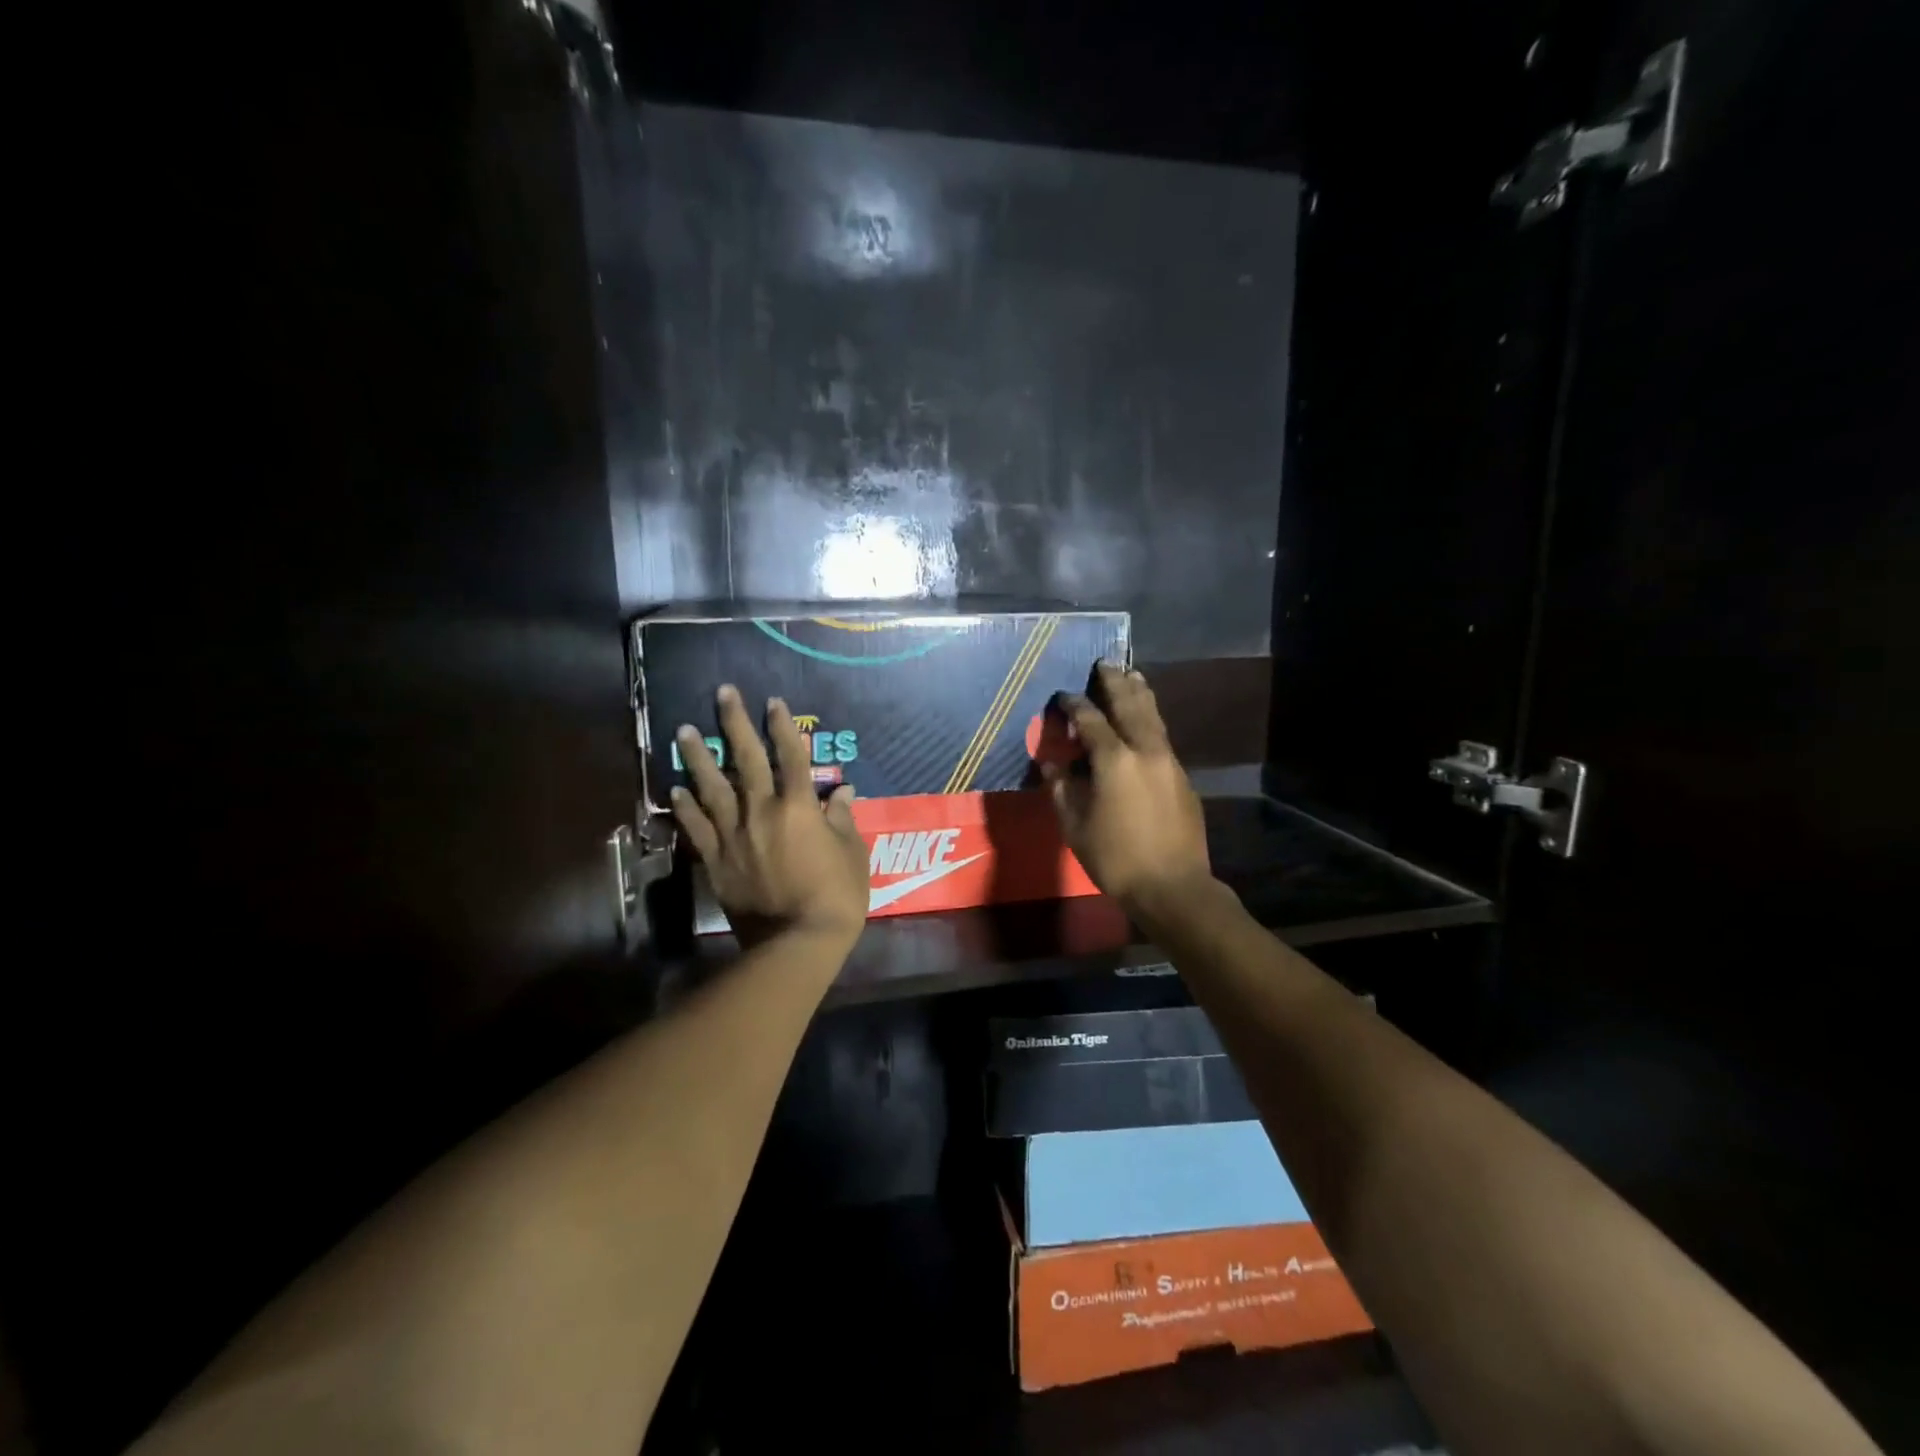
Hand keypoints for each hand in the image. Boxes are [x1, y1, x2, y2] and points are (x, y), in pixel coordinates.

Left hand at [671, 685, 870, 949]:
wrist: (796, 942)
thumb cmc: (836, 897)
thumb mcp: (853, 855)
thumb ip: (843, 820)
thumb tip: (842, 793)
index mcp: (800, 807)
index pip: (792, 757)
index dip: (783, 727)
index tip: (773, 702)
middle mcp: (762, 812)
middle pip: (747, 760)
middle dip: (735, 724)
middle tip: (723, 694)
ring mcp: (735, 836)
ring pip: (712, 788)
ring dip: (699, 757)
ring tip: (684, 731)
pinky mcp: (717, 861)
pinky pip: (697, 828)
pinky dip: (686, 807)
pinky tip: (676, 789)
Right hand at [1042, 663, 1211, 909]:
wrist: (1172, 886)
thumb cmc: (1115, 857)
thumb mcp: (1075, 825)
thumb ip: (1061, 787)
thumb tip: (1051, 761)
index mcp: (1114, 760)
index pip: (1090, 720)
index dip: (1074, 704)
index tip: (1063, 695)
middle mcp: (1145, 750)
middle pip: (1130, 705)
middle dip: (1115, 682)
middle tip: (1105, 662)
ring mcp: (1169, 762)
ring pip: (1154, 717)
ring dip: (1141, 693)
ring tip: (1133, 674)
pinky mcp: (1182, 777)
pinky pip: (1163, 737)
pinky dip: (1152, 719)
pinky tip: (1146, 721)